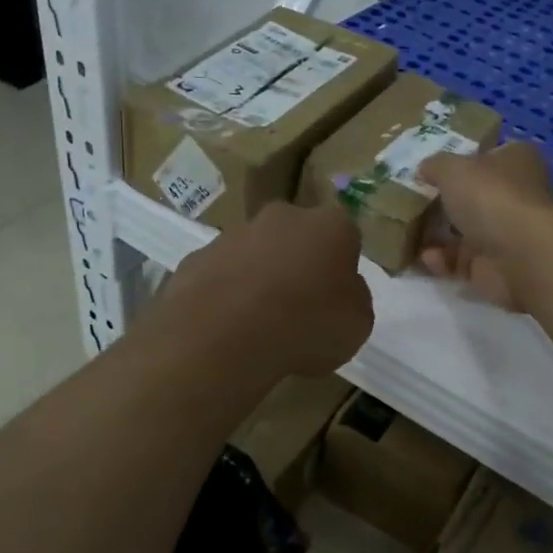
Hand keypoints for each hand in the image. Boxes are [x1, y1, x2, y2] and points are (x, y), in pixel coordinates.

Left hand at [158, 201, 373, 377]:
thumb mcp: (357, 324)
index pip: (345, 236)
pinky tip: (227, 328)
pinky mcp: (196, 258)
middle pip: (297, 238)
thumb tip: (340, 291)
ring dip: (260, 279)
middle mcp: (282, 217)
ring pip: (256, 254)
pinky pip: (221, 276)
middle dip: (298, 264)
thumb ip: (352, 299)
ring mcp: (234, 234)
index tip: (336, 297)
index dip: (342, 267)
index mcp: (330, 226)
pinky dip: (226, 296)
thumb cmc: (307, 325)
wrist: (225, 335)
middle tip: (299, 308)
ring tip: (259, 326)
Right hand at [418, 142, 552, 310]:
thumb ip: (436, 166)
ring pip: (465, 232)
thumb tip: (424, 169)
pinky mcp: (495, 268)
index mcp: (516, 161)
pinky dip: (442, 261)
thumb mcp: (453, 169)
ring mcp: (507, 234)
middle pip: (473, 197)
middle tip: (408, 202)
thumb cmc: (491, 198)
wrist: (521, 257)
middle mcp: (516, 195)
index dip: (461, 160)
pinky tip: (424, 258)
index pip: (488, 156)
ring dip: (436, 235)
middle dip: (443, 202)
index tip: (430, 169)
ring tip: (405, 233)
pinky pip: (461, 262)